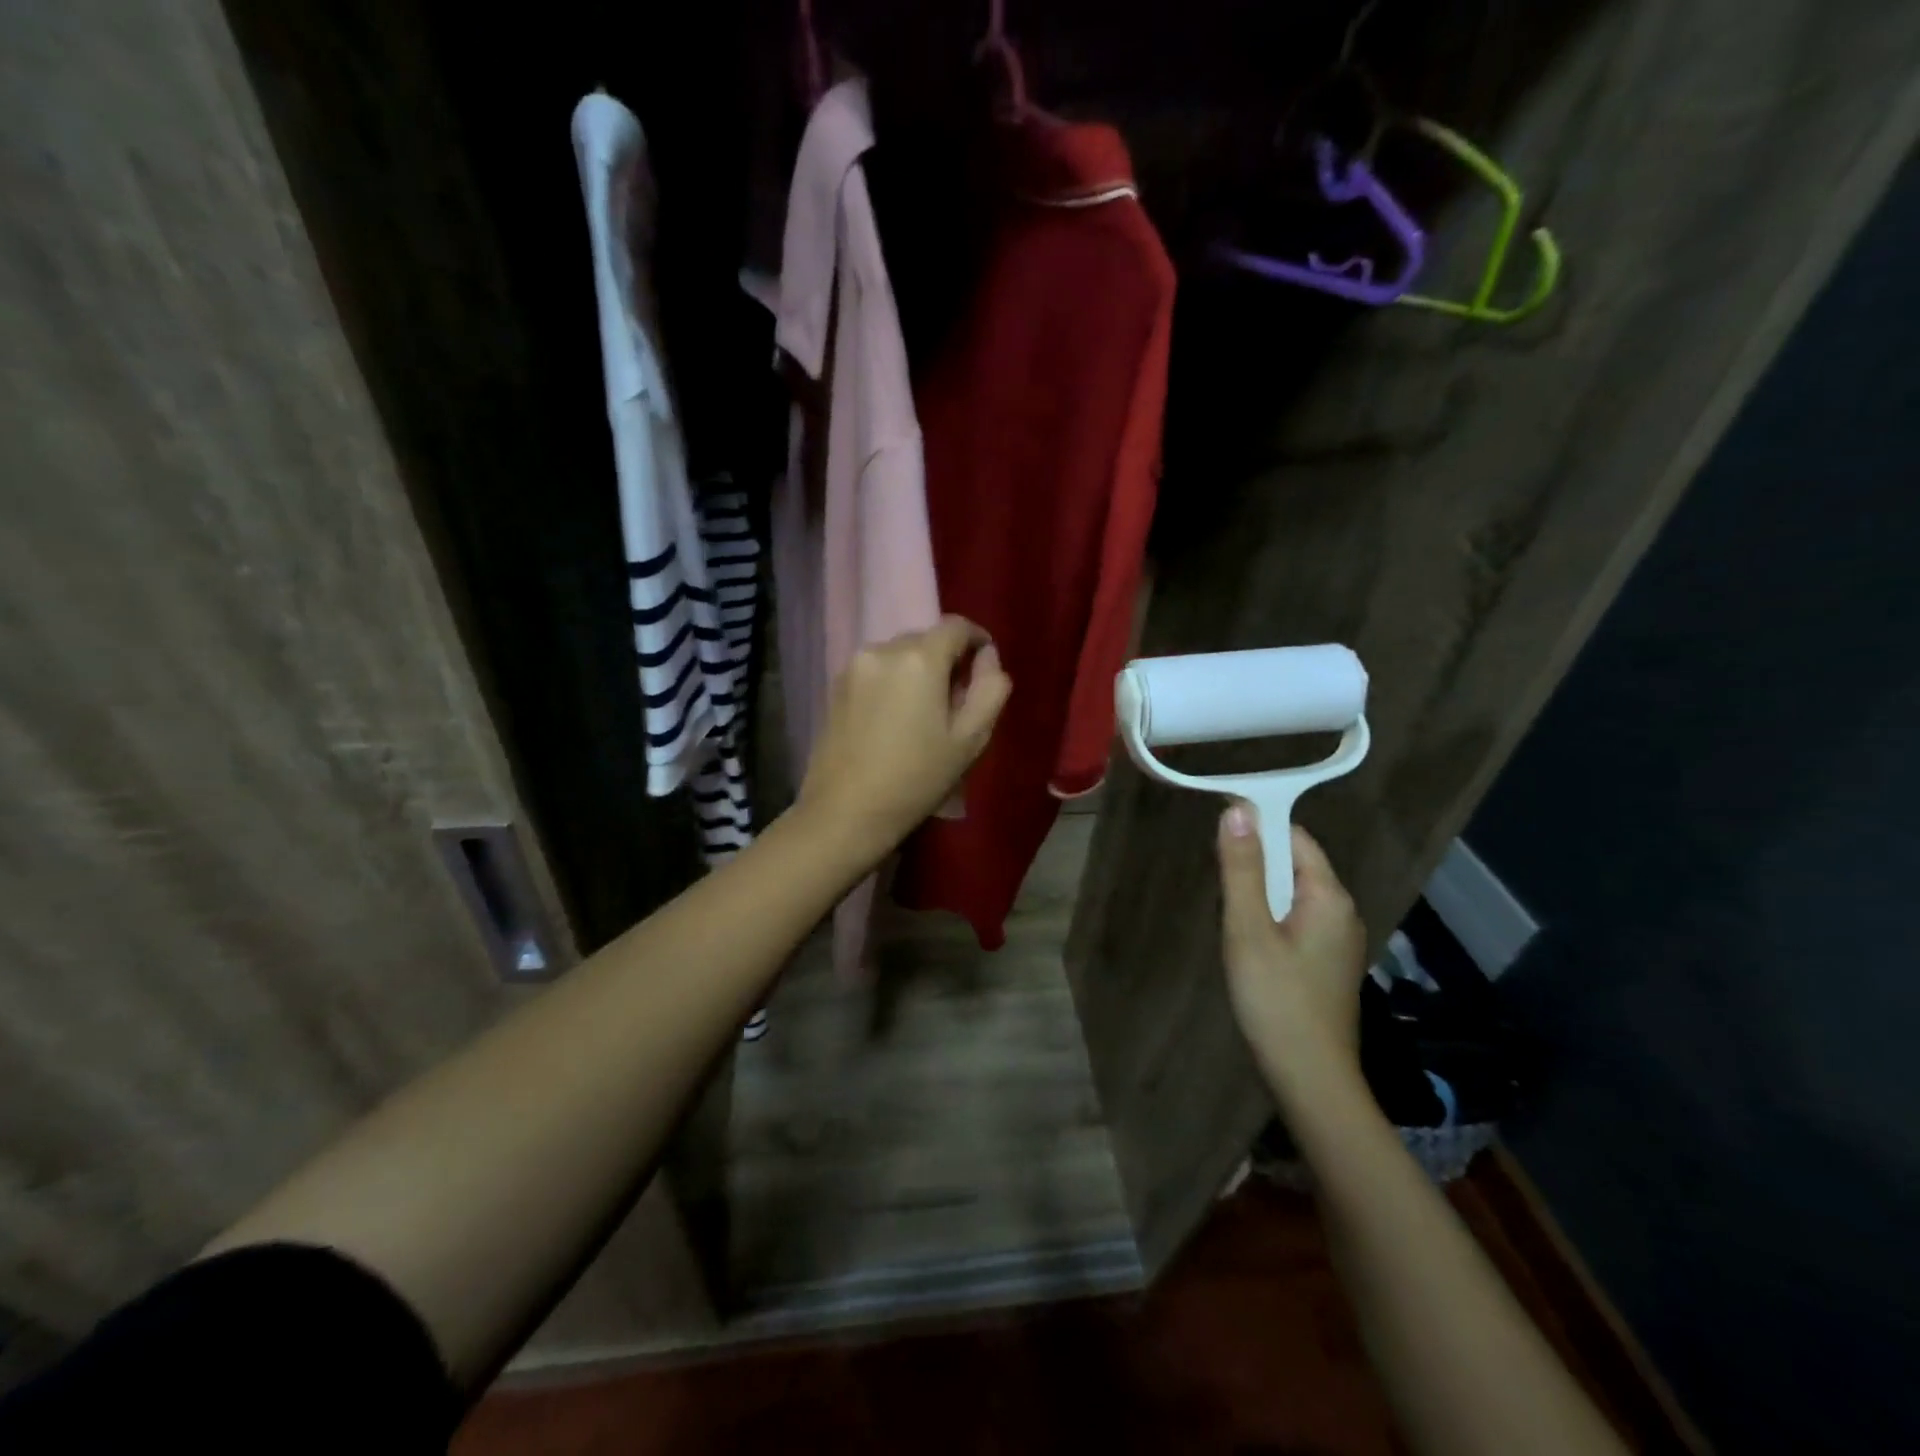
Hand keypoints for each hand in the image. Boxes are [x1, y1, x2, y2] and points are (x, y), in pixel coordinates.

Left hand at [798, 617, 1011, 856]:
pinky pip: (876, 670)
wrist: (846, 812)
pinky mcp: (835, 685)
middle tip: (956, 701)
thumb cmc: (917, 779)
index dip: (978, 641)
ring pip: (899, 654)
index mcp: (919, 658)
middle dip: (946, 660)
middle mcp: (883, 649)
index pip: (957, 626)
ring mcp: (854, 665)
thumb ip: (990, 689)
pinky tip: (894, 719)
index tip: (984, 667)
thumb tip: (988, 658)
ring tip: (922, 713)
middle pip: (926, 639)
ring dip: (917, 671)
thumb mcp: (971, 739)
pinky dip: (893, 682)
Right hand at [1217, 804, 1368, 1102]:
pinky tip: (1246, 942)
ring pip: (1291, 895)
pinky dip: (1268, 918)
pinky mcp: (1326, 964)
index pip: (1294, 837)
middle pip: (1294, 864)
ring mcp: (1337, 940)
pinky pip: (1295, 921)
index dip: (1257, 825)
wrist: (1309, 1078)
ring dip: (1257, 894)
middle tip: (1215, 882)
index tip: (1216, 829)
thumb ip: (1242, 869)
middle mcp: (1341, 911)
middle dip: (1253, 864)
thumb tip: (1237, 810)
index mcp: (1329, 896)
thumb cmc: (1275, 999)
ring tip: (1227, 915)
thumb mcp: (1248, 929)